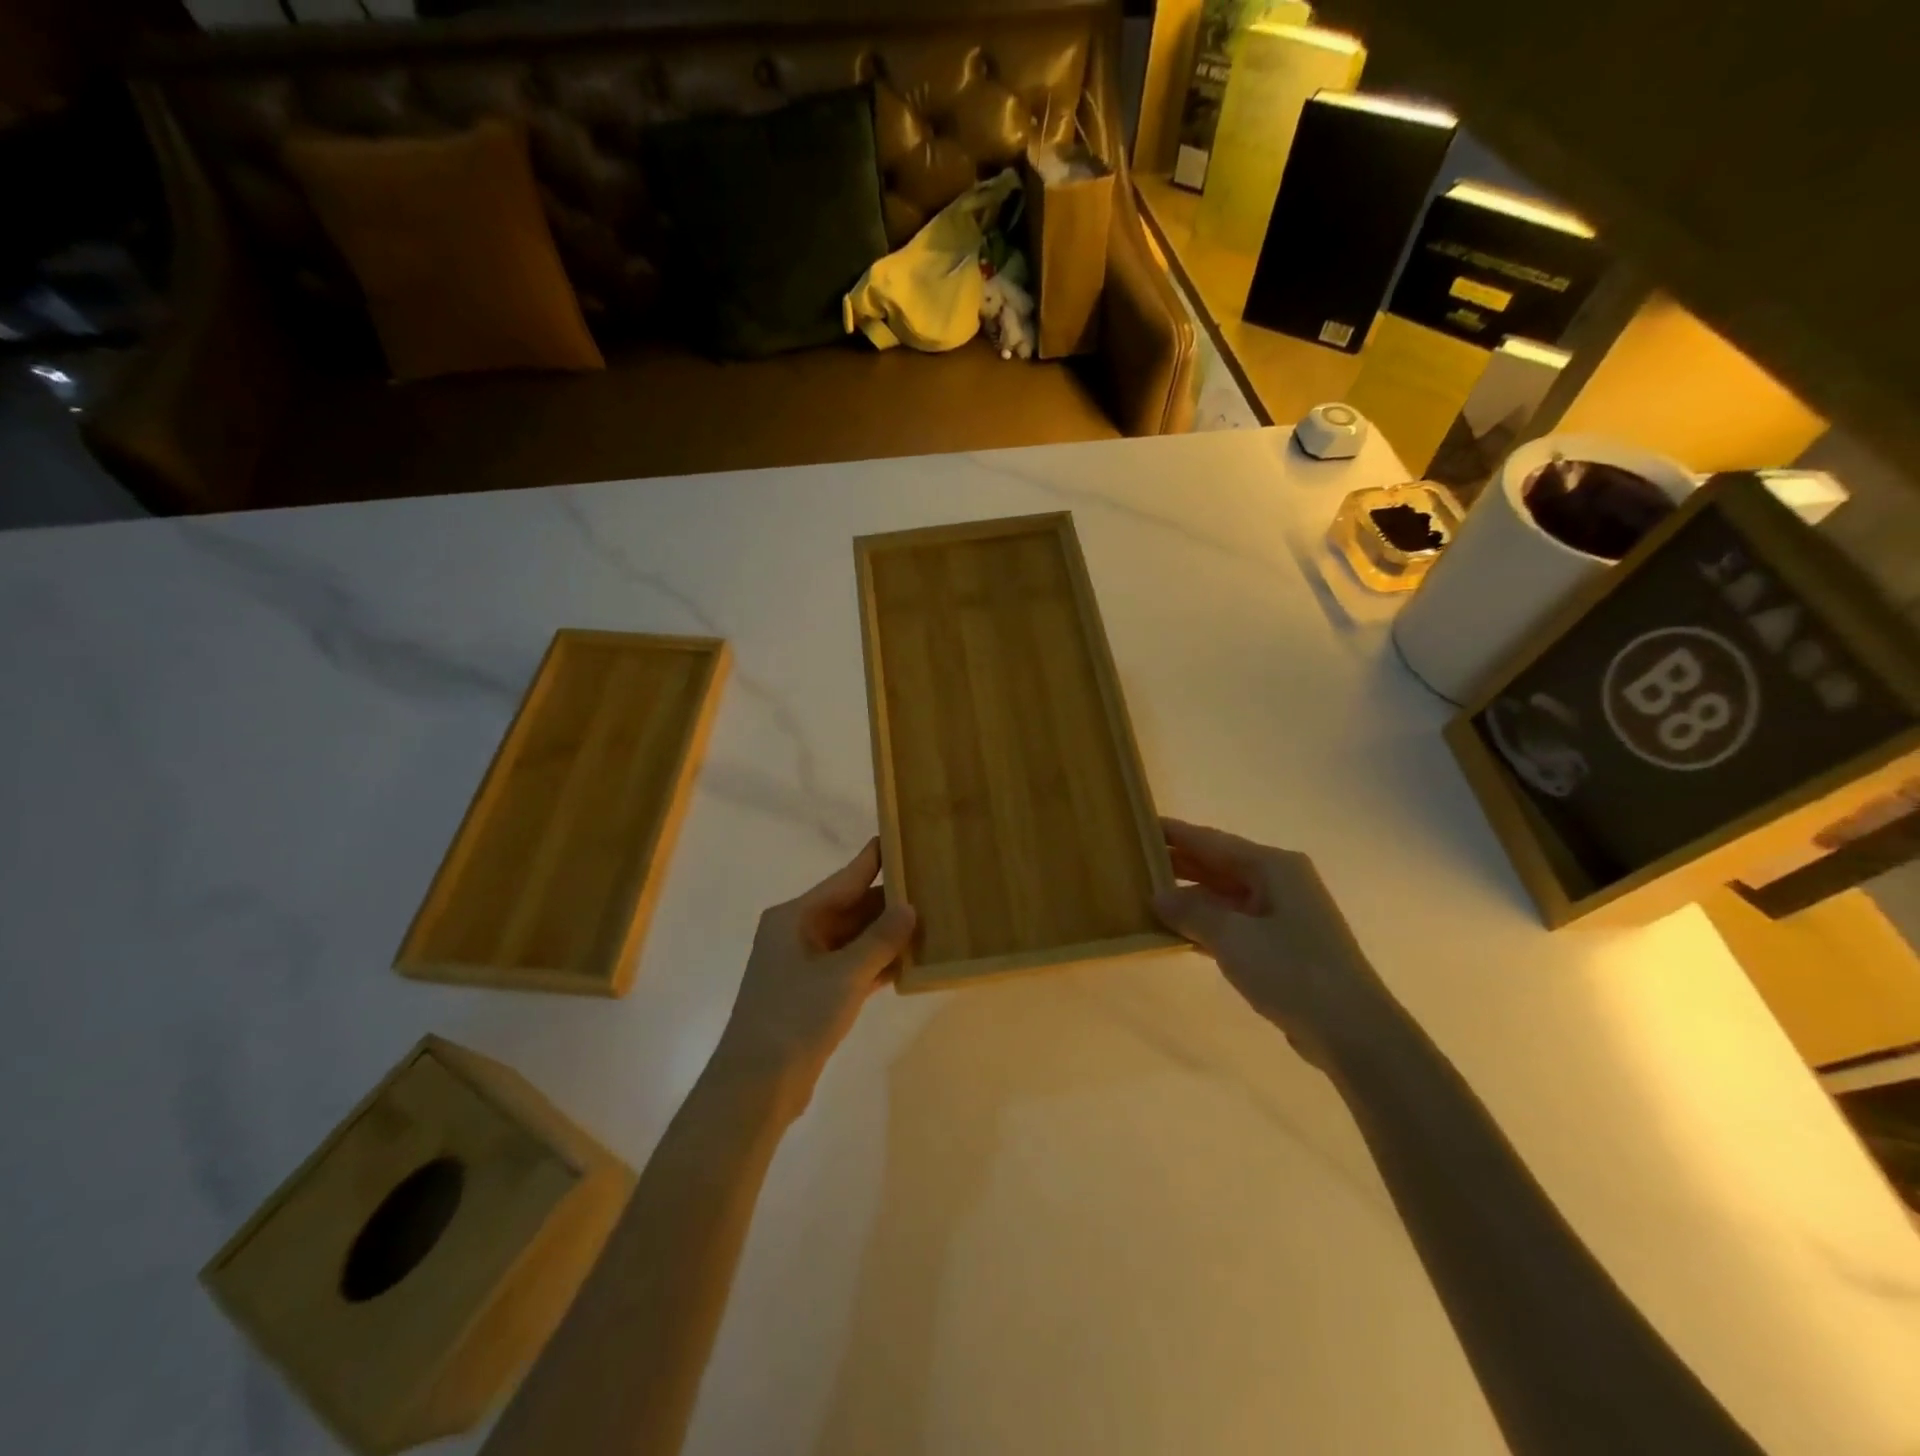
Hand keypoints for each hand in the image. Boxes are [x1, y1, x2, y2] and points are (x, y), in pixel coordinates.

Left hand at [715, 838, 915, 1113]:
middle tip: (933, 886)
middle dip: (890, 902)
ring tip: (932, 920)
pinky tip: (910, 961)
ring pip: (854, 939)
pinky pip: (852, 967)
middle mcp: (798, 933)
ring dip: (887, 935)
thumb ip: (880, 940)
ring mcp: (805, 965)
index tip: (902, 836)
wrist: (756, 1085)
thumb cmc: (795, 1016)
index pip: (846, 878)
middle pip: (852, 908)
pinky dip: (877, 963)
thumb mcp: (843, 975)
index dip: (875, 859)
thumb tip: (910, 907)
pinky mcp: (814, 994)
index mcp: (795, 916)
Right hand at [1152, 818, 1385, 1066]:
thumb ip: (1191, 912)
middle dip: (1178, 865)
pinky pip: (1233, 924)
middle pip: (1219, 866)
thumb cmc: (1292, 971)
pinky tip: (1176, 933)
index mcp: (1273, 867)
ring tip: (1145, 896)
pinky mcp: (1282, 947)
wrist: (1352, 1032)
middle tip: (1133, 863)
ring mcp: (1283, 915)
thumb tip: (1157, 895)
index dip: (1175, 834)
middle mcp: (1279, 882)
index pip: (1212, 841)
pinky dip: (1206, 925)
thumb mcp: (1233, 937)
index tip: (1140, 825)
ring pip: (1225, 896)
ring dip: (1189, 898)